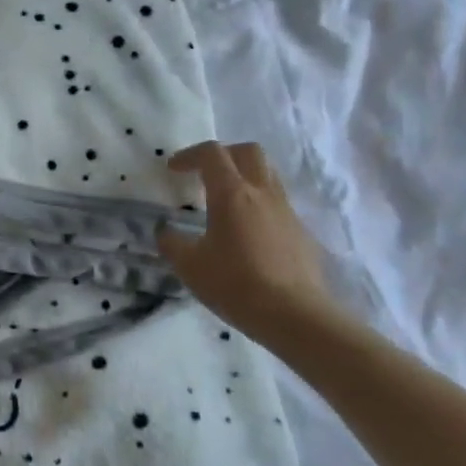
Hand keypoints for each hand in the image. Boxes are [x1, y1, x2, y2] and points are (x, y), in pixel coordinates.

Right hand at [156, 141, 338, 342]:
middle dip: (223, 155)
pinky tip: (247, 234)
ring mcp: (286, 211)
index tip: (173, 169)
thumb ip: (172, 243)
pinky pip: (277, 203)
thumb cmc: (234, 285)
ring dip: (244, 177)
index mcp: (232, 194)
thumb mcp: (189, 266)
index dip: (189, 155)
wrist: (294, 314)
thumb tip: (165, 231)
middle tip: (204, 174)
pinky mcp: (300, 231)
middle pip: (248, 151)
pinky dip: (258, 205)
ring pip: (267, 174)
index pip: (212, 154)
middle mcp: (262, 193)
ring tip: (225, 202)